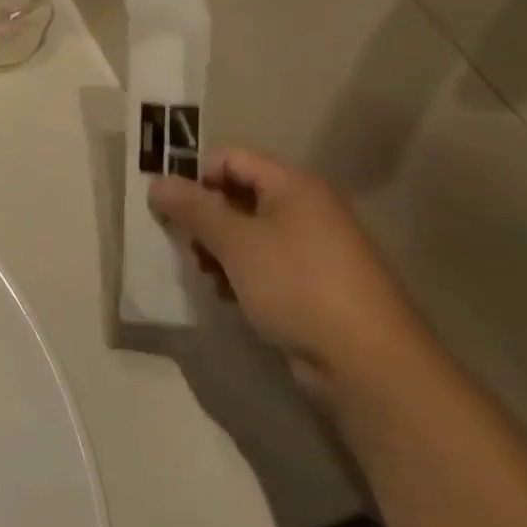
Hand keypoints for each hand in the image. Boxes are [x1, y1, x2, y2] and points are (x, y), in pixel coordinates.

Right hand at [149, 149, 428, 402]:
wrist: (370, 368)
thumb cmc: (298, 286)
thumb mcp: (234, 241)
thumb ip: (191, 207)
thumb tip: (156, 182)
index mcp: (294, 186)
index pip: (230, 158)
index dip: (195, 176)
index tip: (170, 207)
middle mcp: (308, 209)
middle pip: (237, 195)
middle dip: (204, 218)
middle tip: (186, 243)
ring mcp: (315, 250)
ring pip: (248, 233)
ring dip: (218, 249)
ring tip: (206, 274)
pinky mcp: (316, 286)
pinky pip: (266, 265)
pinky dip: (241, 274)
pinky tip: (229, 296)